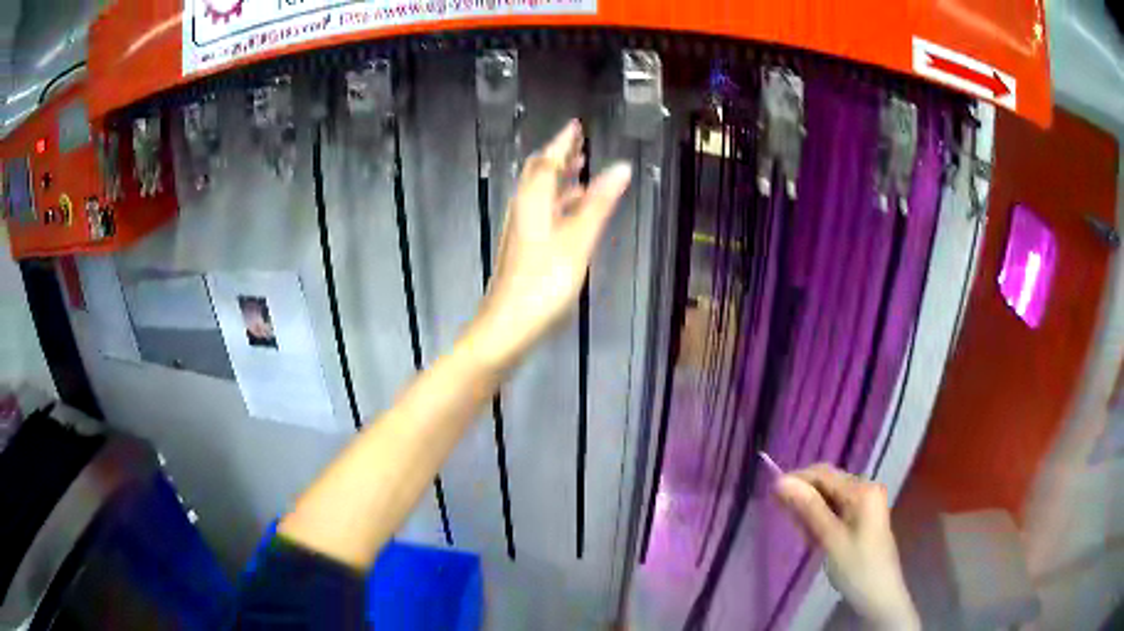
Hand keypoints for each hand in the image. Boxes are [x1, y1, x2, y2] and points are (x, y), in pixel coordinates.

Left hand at [469, 120, 632, 368]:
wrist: (507, 327)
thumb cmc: (543, 284)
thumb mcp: (576, 242)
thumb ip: (598, 204)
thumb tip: (621, 166)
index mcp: (533, 202)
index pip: (548, 161)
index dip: (563, 142)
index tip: (576, 125)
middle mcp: (523, 210)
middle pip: (539, 174)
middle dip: (559, 156)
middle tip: (581, 144)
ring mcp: (522, 231)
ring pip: (541, 194)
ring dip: (560, 178)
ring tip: (582, 169)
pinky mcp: (524, 249)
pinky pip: (543, 213)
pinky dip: (559, 203)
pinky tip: (572, 212)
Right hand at [775, 465, 919, 629]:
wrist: (880, 595)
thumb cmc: (856, 568)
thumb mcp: (830, 539)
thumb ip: (808, 508)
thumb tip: (781, 481)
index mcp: (862, 490)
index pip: (823, 474)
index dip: (796, 480)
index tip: (770, 495)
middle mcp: (866, 489)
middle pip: (827, 483)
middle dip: (803, 497)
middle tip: (781, 516)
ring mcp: (866, 503)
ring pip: (829, 497)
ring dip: (810, 511)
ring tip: (799, 532)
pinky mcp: (863, 518)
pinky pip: (837, 509)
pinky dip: (821, 520)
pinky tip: (812, 536)